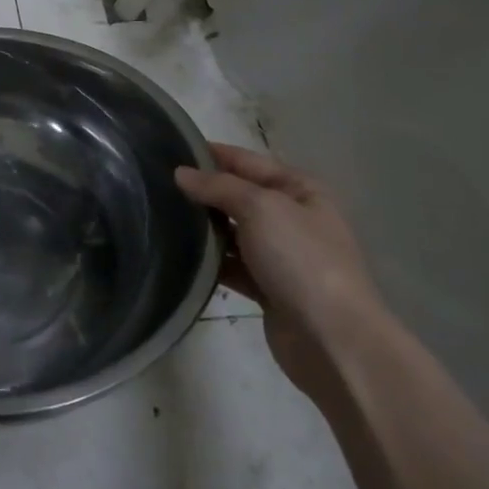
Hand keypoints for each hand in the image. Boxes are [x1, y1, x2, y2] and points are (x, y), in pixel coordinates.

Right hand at [176, 143, 381, 394]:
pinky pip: (232, 265)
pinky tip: (179, 254)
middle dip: (202, 190)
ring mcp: (281, 255)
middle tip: (156, 185)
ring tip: (159, 216)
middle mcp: (292, 218)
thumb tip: (181, 173)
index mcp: (300, 190)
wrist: (333, 339)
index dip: (212, 154)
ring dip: (203, 227)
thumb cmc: (301, 259)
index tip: (169, 149)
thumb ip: (218, 186)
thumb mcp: (260, 208)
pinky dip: (210, 260)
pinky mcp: (268, 288)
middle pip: (238, 196)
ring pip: (233, 231)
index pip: (247, 161)